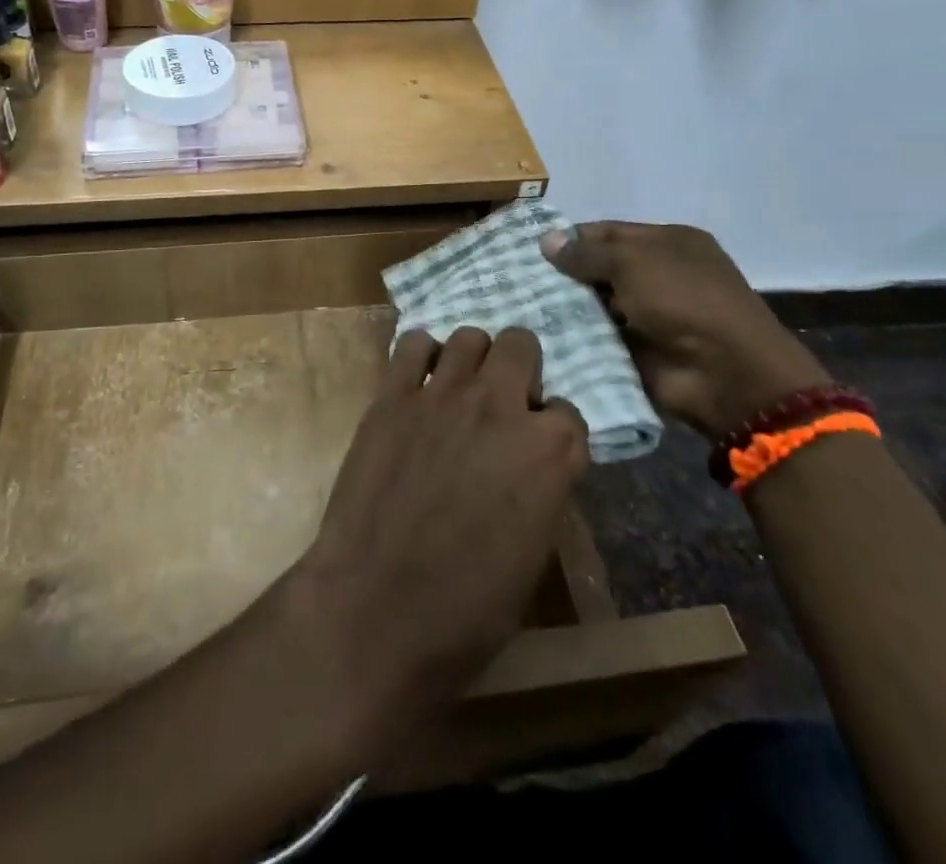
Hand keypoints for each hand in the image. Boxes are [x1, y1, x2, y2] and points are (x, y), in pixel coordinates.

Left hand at [291, 328, 586, 740]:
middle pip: (522, 346)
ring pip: (470, 337)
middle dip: (520, 369)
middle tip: (503, 403)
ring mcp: (443, 394)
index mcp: (549, 453)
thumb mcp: (532, 557)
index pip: (569, 414)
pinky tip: (418, 383)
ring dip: (473, 359)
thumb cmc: (466, 609)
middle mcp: (501, 407)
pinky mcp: (393, 395)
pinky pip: (412, 344)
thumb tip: (530, 469)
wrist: (376, 607)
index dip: (554, 431)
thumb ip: (540, 492)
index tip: (539, 450)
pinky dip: (421, 355)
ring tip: (460, 390)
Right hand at [540, 223, 828, 440]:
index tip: (529, 247)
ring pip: (595, 305)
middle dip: (563, 275)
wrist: (725, 372)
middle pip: (600, 269)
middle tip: (515, 278)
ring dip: (565, 307)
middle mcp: (659, 276)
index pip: (609, 232)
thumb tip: (546, 240)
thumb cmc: (683, 299)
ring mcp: (649, 316)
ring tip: (518, 305)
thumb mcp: (633, 261)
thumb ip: (588, 252)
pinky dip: (575, 337)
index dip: (571, 237)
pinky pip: (598, 339)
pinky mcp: (638, 351)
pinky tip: (538, 334)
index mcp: (668, 243)